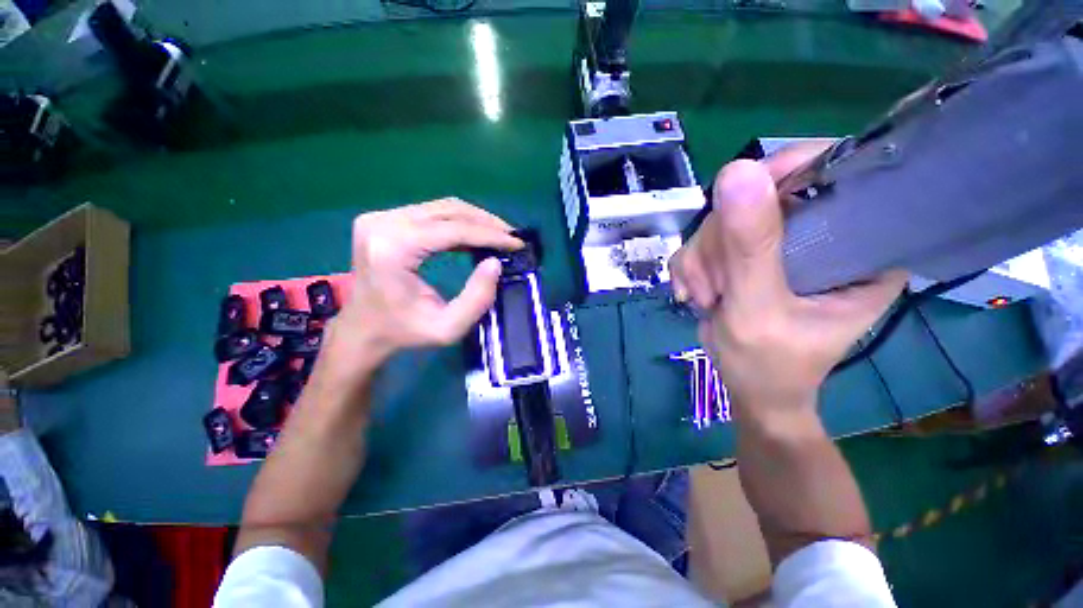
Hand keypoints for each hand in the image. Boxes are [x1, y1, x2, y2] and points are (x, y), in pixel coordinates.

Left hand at [323, 199, 520, 381]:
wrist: (363, 329)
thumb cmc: (404, 332)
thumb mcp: (448, 328)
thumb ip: (477, 298)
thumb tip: (496, 262)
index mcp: (393, 249)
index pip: (452, 230)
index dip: (490, 235)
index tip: (517, 243)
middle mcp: (382, 224)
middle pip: (448, 211)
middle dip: (486, 222)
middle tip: (512, 237)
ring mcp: (379, 218)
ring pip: (441, 207)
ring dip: (475, 219)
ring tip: (499, 235)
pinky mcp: (382, 219)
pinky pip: (430, 212)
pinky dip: (458, 222)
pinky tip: (475, 235)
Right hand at [669, 142, 907, 420]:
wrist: (748, 388)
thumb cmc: (770, 364)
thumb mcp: (759, 308)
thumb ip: (749, 248)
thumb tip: (736, 170)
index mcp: (860, 243)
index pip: (831, 172)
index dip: (781, 175)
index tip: (738, 207)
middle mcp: (822, 234)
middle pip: (759, 197)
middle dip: (720, 242)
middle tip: (713, 287)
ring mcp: (778, 244)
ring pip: (722, 220)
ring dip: (700, 260)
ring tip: (703, 298)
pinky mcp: (746, 256)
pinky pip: (703, 241)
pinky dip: (689, 267)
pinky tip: (693, 293)